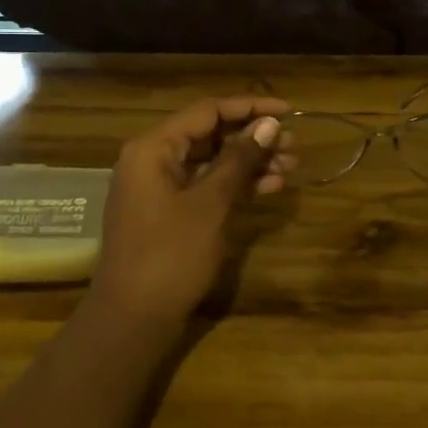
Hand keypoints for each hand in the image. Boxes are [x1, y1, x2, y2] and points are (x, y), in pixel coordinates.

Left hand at [91, 96, 292, 329]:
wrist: (133, 319)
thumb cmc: (170, 255)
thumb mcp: (210, 203)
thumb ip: (239, 160)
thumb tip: (269, 124)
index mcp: (153, 148)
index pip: (207, 111)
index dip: (250, 107)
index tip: (289, 111)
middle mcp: (152, 159)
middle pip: (209, 134)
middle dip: (252, 137)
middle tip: (294, 145)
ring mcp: (158, 187)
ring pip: (210, 161)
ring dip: (249, 162)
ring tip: (290, 166)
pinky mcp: (167, 212)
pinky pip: (205, 185)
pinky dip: (235, 184)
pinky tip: (270, 187)